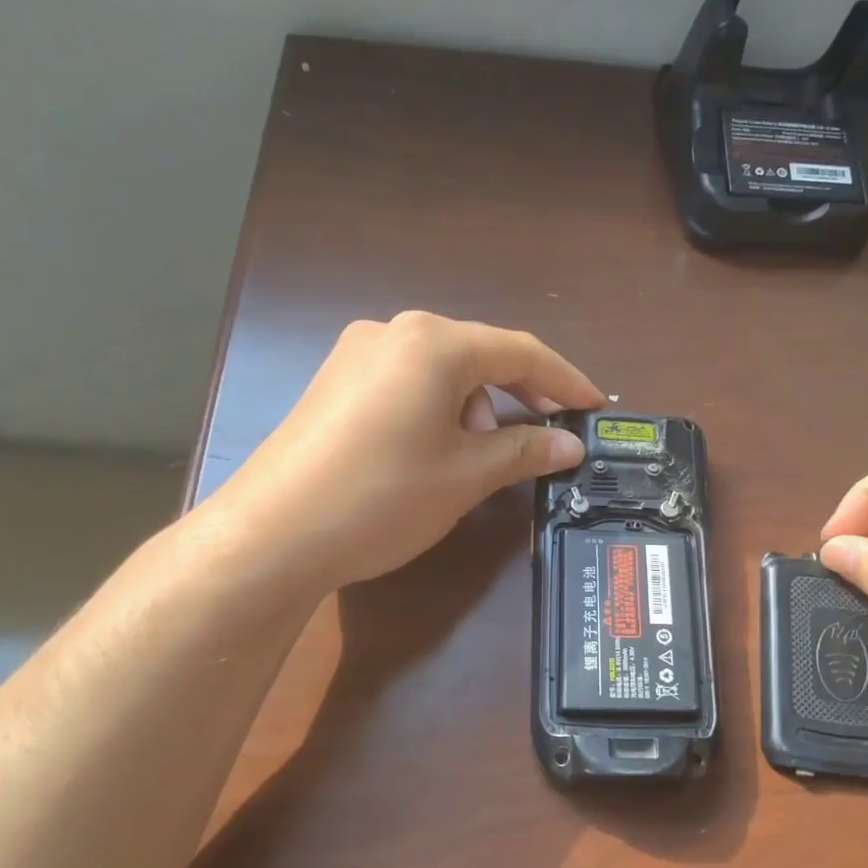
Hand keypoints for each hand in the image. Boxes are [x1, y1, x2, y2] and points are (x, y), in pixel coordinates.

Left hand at [199, 312, 604, 593]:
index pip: (520, 353)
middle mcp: (394, 332)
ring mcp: (357, 354)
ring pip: (442, 370)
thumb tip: (571, 445)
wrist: (272, 535)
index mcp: (434, 343)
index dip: (566, 381)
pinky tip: (437, 450)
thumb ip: (524, 451)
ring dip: (477, 406)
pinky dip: (439, 409)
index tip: (596, 408)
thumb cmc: (383, 497)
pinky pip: (408, 383)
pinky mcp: (335, 383)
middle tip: (549, 435)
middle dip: (520, 395)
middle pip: (479, 355)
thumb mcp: (466, 476)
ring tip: (480, 456)